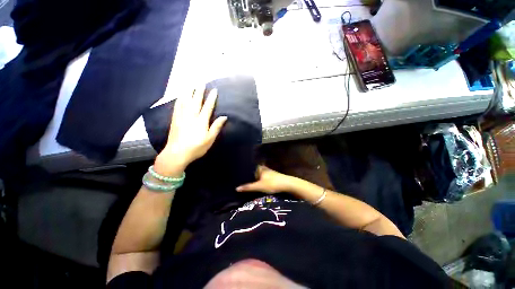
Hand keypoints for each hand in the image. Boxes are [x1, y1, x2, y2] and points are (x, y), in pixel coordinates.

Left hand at [154, 87, 226, 176]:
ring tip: (190, 85)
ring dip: (188, 92)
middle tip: (201, 82)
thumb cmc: (196, 147)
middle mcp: (191, 116)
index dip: (211, 98)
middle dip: (199, 91)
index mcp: (201, 121)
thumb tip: (224, 117)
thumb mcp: (210, 139)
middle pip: (196, 101)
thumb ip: (216, 127)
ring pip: (185, 101)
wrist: (177, 153)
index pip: (208, 107)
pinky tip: (180, 96)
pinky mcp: (175, 119)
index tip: (214, 90)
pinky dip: (179, 100)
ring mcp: (181, 117)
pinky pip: (177, 106)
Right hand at [236, 165, 292, 193]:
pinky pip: (263, 178)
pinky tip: (257, 186)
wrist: (288, 184)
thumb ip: (248, 187)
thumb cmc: (272, 183)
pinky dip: (259, 181)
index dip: (244, 172)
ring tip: (247, 184)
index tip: (237, 176)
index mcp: (260, 168)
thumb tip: (236, 188)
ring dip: (254, 179)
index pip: (249, 168)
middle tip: (240, 181)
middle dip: (249, 176)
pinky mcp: (272, 177)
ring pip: (258, 175)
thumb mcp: (259, 186)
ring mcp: (268, 172)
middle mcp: (263, 168)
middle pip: (254, 172)